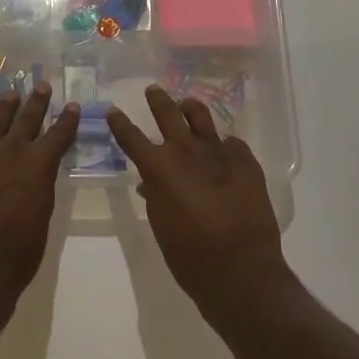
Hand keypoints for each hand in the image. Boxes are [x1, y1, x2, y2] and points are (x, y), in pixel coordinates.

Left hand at [0, 83, 79, 304]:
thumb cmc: (17, 252)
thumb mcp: (41, 216)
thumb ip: (38, 187)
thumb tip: (33, 174)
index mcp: (37, 165)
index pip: (57, 135)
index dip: (66, 120)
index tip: (71, 105)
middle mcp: (8, 152)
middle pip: (25, 119)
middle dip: (36, 102)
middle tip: (41, 85)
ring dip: (4, 109)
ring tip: (11, 95)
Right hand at [107, 86, 289, 316]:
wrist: (241, 269)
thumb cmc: (190, 255)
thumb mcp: (161, 224)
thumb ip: (154, 196)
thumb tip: (149, 182)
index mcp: (159, 168)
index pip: (132, 137)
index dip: (119, 123)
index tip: (112, 110)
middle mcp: (186, 151)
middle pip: (168, 113)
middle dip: (158, 100)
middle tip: (153, 90)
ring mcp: (219, 153)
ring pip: (201, 117)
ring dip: (190, 109)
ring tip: (187, 105)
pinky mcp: (246, 161)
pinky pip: (231, 143)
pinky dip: (223, 145)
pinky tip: (225, 151)